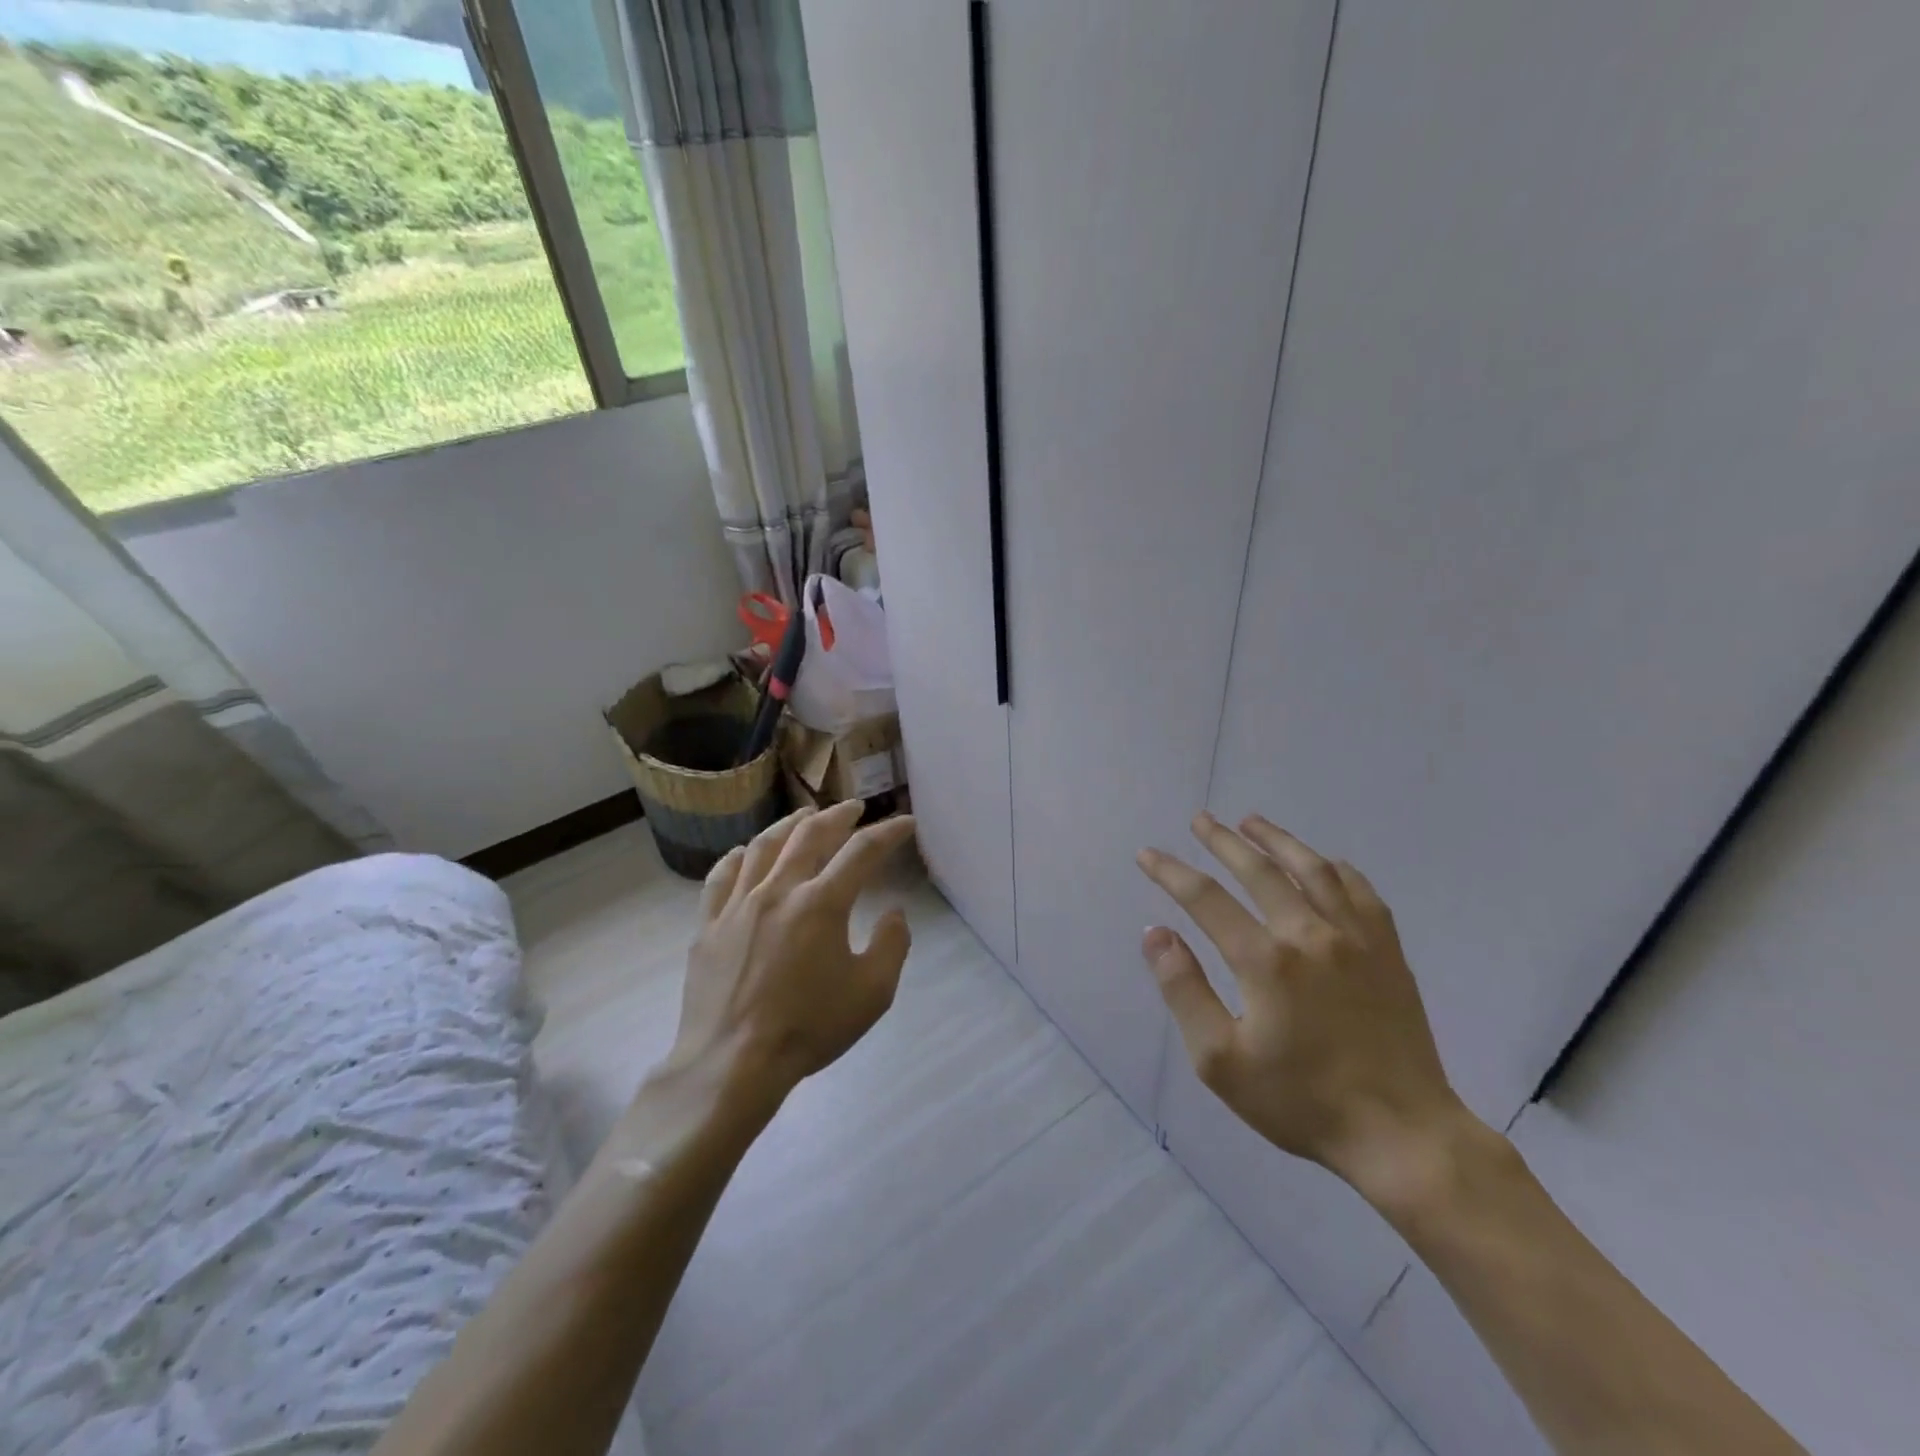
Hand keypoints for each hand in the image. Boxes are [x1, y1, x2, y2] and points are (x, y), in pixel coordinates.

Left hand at [660, 802, 916, 1114]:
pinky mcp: (708, 925)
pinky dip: (738, 856)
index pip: (862, 852)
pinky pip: (721, 876)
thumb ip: (892, 945)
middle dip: (837, 815)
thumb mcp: (873, 993)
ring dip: (790, 825)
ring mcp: (737, 905)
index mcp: (821, 903)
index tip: (905, 823)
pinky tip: (746, 852)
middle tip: (854, 807)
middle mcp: (778, 891)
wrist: (732, 1064)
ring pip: (764, 846)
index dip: (888, 833)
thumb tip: (894, 912)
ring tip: (805, 817)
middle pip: (810, 835)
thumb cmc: (808, 1028)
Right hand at [1136, 812, 1467, 1204]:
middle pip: (1259, 870)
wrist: (1401, 1135)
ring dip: (1278, 840)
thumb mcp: (1220, 1060)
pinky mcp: (1389, 953)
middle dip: (1223, 841)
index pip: (1205, 898)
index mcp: (1264, 960)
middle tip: (1200, 820)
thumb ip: (1184, 990)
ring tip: (1252, 822)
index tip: (1148, 854)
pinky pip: (1362, 893)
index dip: (1171, 872)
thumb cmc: (1300, 1101)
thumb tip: (1156, 933)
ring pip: (1313, 869)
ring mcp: (1356, 939)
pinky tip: (1325, 862)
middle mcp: (1309, 934)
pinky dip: (1337, 869)